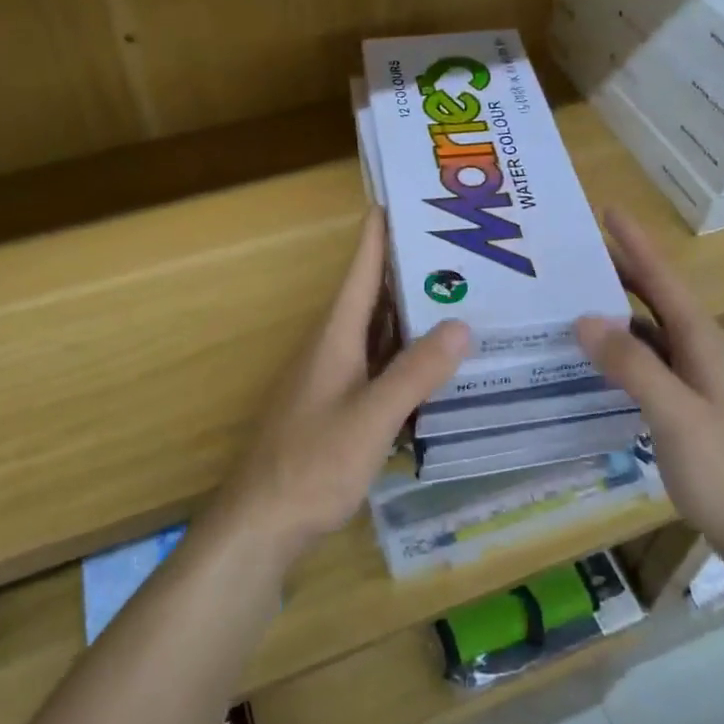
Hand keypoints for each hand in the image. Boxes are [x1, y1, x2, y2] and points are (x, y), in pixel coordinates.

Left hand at [219, 209, 469, 562]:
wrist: (262, 524)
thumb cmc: (312, 464)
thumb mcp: (371, 417)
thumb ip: (415, 373)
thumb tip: (462, 324)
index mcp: (335, 337)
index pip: (360, 271)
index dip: (378, 234)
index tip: (401, 199)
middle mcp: (332, 349)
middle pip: (373, 298)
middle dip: (409, 270)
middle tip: (457, 249)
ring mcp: (333, 380)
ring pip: (378, 334)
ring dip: (410, 314)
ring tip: (458, 296)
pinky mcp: (338, 408)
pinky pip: (378, 367)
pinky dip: (406, 357)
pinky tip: (434, 364)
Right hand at [576, 210, 723, 566]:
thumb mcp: (676, 414)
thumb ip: (632, 367)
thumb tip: (584, 319)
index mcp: (700, 341)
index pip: (663, 280)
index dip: (636, 244)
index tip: (607, 210)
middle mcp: (694, 350)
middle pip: (653, 297)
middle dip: (618, 269)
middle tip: (571, 251)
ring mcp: (688, 379)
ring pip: (644, 330)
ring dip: (612, 309)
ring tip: (569, 295)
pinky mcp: (678, 404)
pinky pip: (640, 362)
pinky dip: (614, 350)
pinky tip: (587, 357)